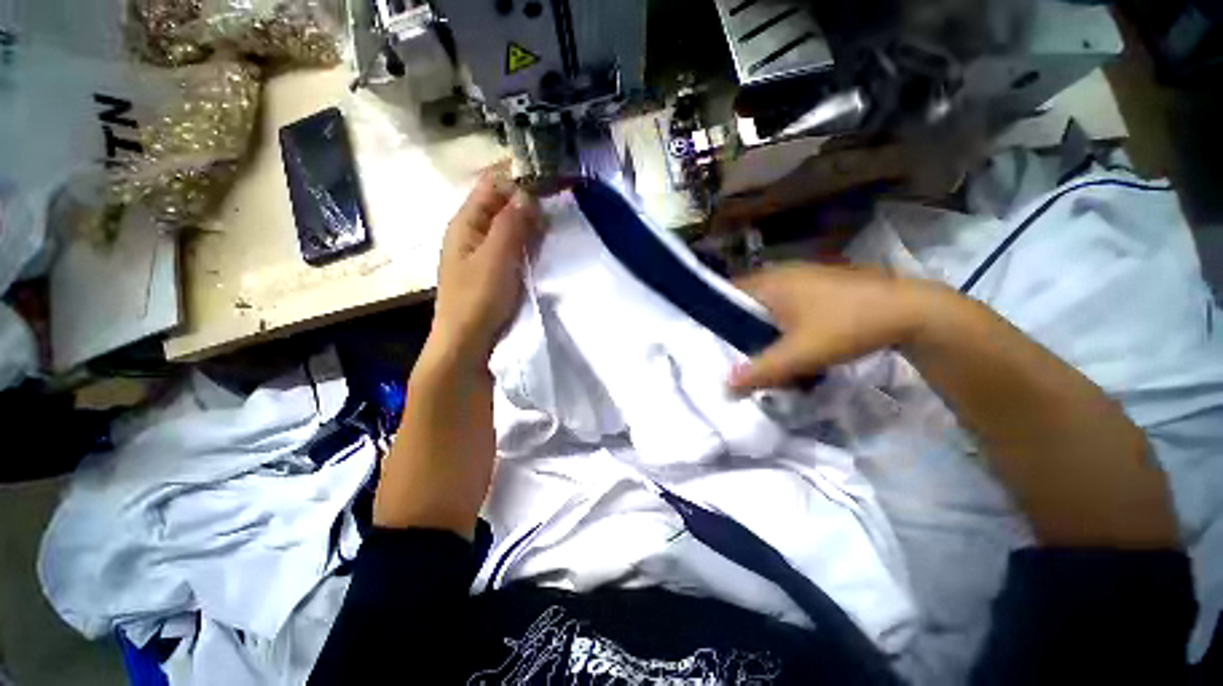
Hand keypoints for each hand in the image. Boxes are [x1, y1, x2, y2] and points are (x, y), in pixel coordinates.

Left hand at [431, 168, 542, 363]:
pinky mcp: (493, 270)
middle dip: (528, 199)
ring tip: (556, 222)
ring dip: (530, 221)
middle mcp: (472, 232)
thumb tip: (527, 193)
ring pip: (509, 225)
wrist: (467, 343)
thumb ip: (511, 224)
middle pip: (501, 203)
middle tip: (559, 203)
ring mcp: (482, 252)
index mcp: (465, 222)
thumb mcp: (496, 258)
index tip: (549, 178)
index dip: (518, 177)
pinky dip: (528, 241)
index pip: (491, 184)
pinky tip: (544, 245)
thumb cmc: (478, 299)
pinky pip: (512, 246)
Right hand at [728, 263, 945, 393]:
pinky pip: (785, 304)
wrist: (911, 311)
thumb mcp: (801, 354)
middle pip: (744, 300)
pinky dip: (778, 321)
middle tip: (728, 350)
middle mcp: (781, 274)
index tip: (705, 338)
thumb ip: (761, 371)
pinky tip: (786, 341)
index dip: (711, 314)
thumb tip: (725, 387)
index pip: (724, 293)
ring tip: (754, 350)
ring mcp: (802, 277)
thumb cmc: (847, 326)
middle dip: (735, 325)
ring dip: (759, 325)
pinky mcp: (819, 286)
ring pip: (766, 303)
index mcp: (769, 282)